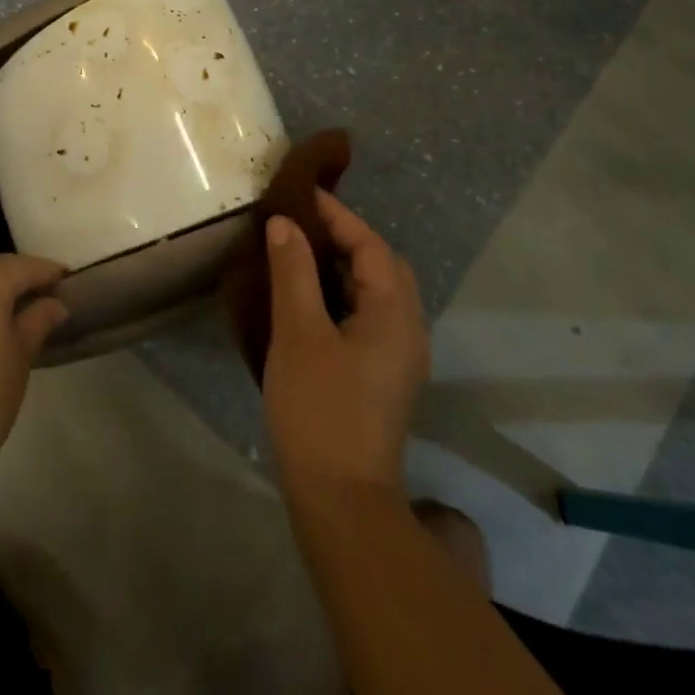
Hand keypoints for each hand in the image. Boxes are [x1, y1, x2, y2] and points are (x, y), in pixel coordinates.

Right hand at [262, 192, 427, 501]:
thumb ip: (293, 271)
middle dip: (344, 237)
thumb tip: (286, 224)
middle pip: (382, 265)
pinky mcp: (383, 377)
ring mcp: (399, 357)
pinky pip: (368, 316)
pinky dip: (341, 294)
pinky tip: (308, 300)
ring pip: (376, 292)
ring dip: (342, 266)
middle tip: (300, 224)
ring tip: (299, 253)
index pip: (371, 245)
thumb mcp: (298, 333)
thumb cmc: (319, 409)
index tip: (301, 194)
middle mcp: (408, 330)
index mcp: (395, 314)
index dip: (337, 215)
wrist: (341, 500)